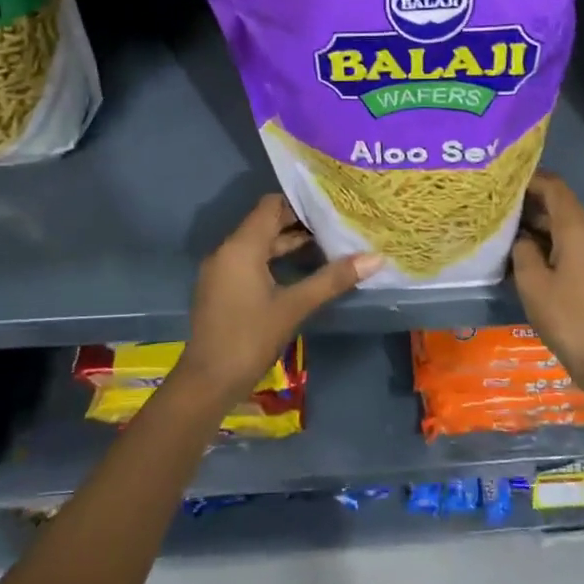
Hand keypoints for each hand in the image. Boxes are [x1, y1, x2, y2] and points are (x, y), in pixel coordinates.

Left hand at [173, 195, 380, 402]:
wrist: (208, 381)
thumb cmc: (250, 338)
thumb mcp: (295, 306)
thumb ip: (333, 279)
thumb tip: (375, 258)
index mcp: (241, 247)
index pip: (271, 205)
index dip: (301, 202)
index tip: (331, 205)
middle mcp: (227, 251)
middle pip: (265, 223)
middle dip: (299, 224)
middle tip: (336, 224)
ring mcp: (221, 271)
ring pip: (259, 245)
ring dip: (288, 244)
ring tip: (327, 246)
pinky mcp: (222, 289)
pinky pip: (250, 262)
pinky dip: (275, 261)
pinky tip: (301, 272)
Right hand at [510, 172, 583, 419]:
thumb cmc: (566, 317)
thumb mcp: (533, 283)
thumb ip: (523, 251)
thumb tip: (520, 238)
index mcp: (577, 231)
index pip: (556, 188)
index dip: (532, 178)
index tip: (503, 176)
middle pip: (560, 204)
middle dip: (529, 199)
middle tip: (496, 199)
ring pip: (561, 226)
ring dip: (535, 221)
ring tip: (501, 222)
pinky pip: (564, 244)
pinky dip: (543, 240)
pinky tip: (519, 249)